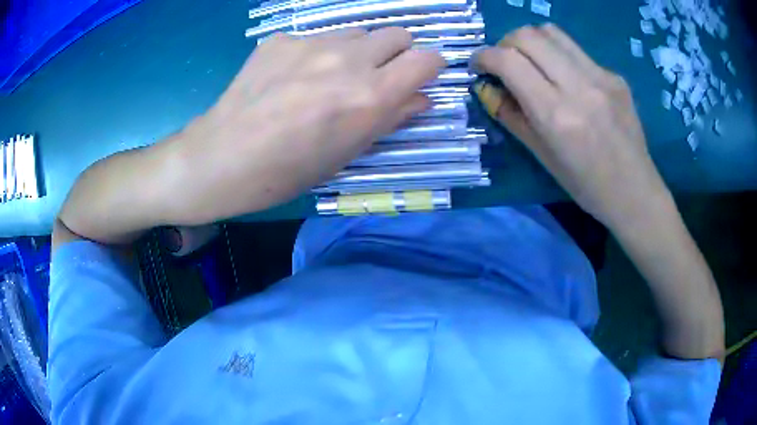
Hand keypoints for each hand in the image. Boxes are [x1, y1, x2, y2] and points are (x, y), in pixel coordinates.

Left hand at [167, 28, 444, 223]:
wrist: (222, 158)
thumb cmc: (287, 172)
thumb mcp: (347, 154)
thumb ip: (391, 118)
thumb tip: (420, 98)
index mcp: (370, 96)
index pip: (426, 59)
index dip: (430, 66)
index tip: (420, 76)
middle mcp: (348, 59)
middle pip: (397, 34)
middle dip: (396, 54)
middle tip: (374, 77)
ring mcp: (311, 43)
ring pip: (357, 33)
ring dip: (356, 51)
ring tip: (328, 78)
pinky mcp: (281, 39)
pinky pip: (315, 38)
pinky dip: (315, 54)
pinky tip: (290, 77)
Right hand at [472, 24, 667, 227]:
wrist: (634, 192)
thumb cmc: (585, 185)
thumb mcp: (541, 156)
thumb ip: (510, 116)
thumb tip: (487, 88)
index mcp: (556, 115)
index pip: (508, 61)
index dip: (483, 57)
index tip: (478, 67)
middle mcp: (579, 86)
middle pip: (528, 35)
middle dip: (505, 43)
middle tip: (505, 63)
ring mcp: (601, 77)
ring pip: (552, 32)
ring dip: (531, 42)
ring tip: (531, 63)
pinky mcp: (615, 76)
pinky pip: (576, 51)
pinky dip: (559, 56)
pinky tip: (566, 79)